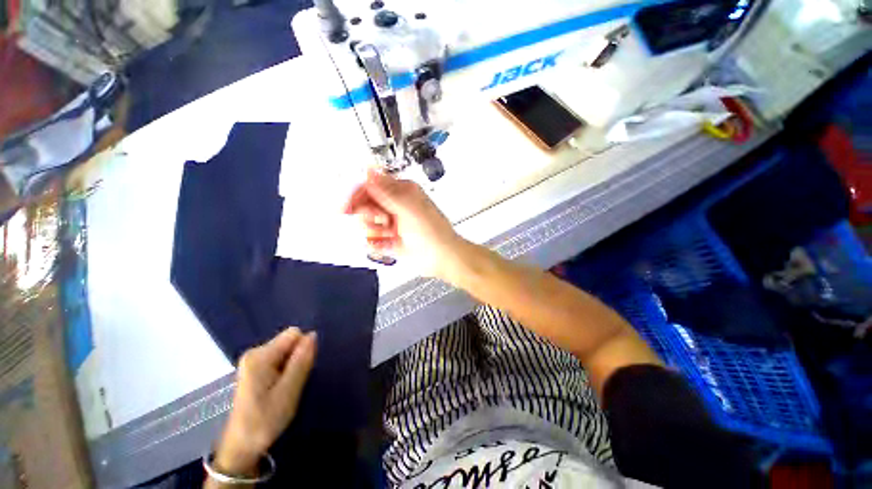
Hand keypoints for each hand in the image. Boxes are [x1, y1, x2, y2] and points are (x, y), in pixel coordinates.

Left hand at [213, 328, 316, 475]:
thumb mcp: (289, 391)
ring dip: (292, 366)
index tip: (299, 372)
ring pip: (285, 351)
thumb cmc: (265, 420)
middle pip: (289, 341)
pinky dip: (284, 371)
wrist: (241, 447)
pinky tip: (279, 389)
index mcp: (261, 356)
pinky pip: (279, 359)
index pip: (294, 334)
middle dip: (297, 358)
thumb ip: (301, 361)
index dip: (303, 349)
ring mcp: (252, 361)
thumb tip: (313, 335)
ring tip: (286, 388)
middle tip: (292, 383)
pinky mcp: (254, 370)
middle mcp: (254, 353)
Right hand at [344, 169, 464, 278]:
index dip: (355, 195)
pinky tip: (390, 244)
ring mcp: (392, 223)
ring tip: (392, 234)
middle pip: (364, 206)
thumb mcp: (409, 208)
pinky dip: (377, 243)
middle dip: (370, 215)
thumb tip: (369, 170)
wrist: (441, 258)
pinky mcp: (390, 238)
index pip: (369, 187)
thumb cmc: (433, 232)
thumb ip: (387, 191)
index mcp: (401, 192)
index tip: (346, 207)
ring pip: (366, 224)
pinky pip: (371, 239)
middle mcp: (394, 206)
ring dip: (376, 231)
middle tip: (384, 222)